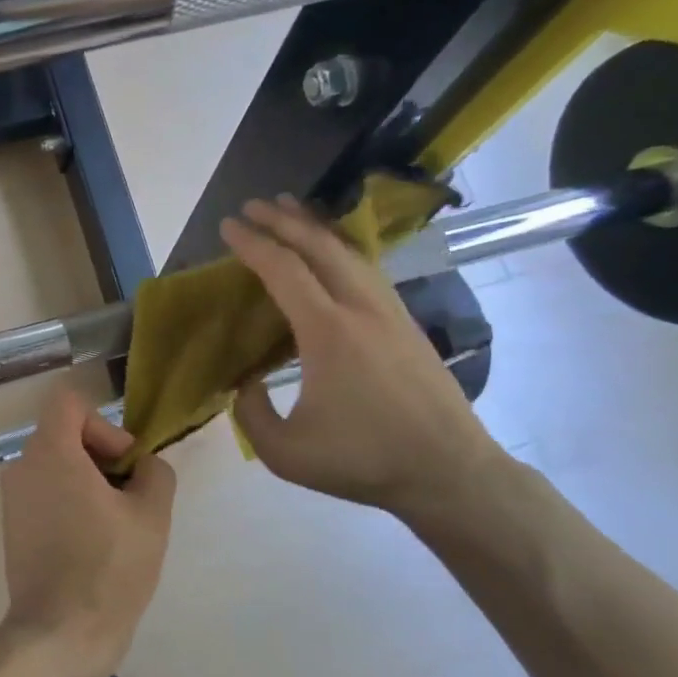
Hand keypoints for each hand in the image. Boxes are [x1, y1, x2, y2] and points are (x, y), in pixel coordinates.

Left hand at [0, 387, 176, 676]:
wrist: (59, 635)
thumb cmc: (109, 569)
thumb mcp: (152, 515)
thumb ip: (154, 472)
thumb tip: (143, 465)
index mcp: (51, 453)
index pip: (69, 402)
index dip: (104, 423)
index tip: (124, 463)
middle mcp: (23, 467)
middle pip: (64, 435)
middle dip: (102, 457)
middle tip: (131, 497)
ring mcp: (13, 500)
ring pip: (57, 468)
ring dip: (89, 483)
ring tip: (117, 525)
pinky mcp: (13, 528)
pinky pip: (46, 495)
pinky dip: (71, 504)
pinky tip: (94, 545)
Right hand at [220, 195, 507, 522]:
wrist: (449, 472)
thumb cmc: (363, 460)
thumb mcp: (285, 452)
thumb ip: (250, 414)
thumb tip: (246, 383)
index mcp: (328, 332)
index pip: (284, 270)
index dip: (253, 244)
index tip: (228, 226)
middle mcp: (361, 309)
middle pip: (320, 247)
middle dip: (283, 220)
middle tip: (254, 204)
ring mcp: (391, 312)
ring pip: (350, 253)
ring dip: (316, 228)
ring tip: (292, 212)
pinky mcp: (407, 324)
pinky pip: (368, 270)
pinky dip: (341, 250)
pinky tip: (333, 254)